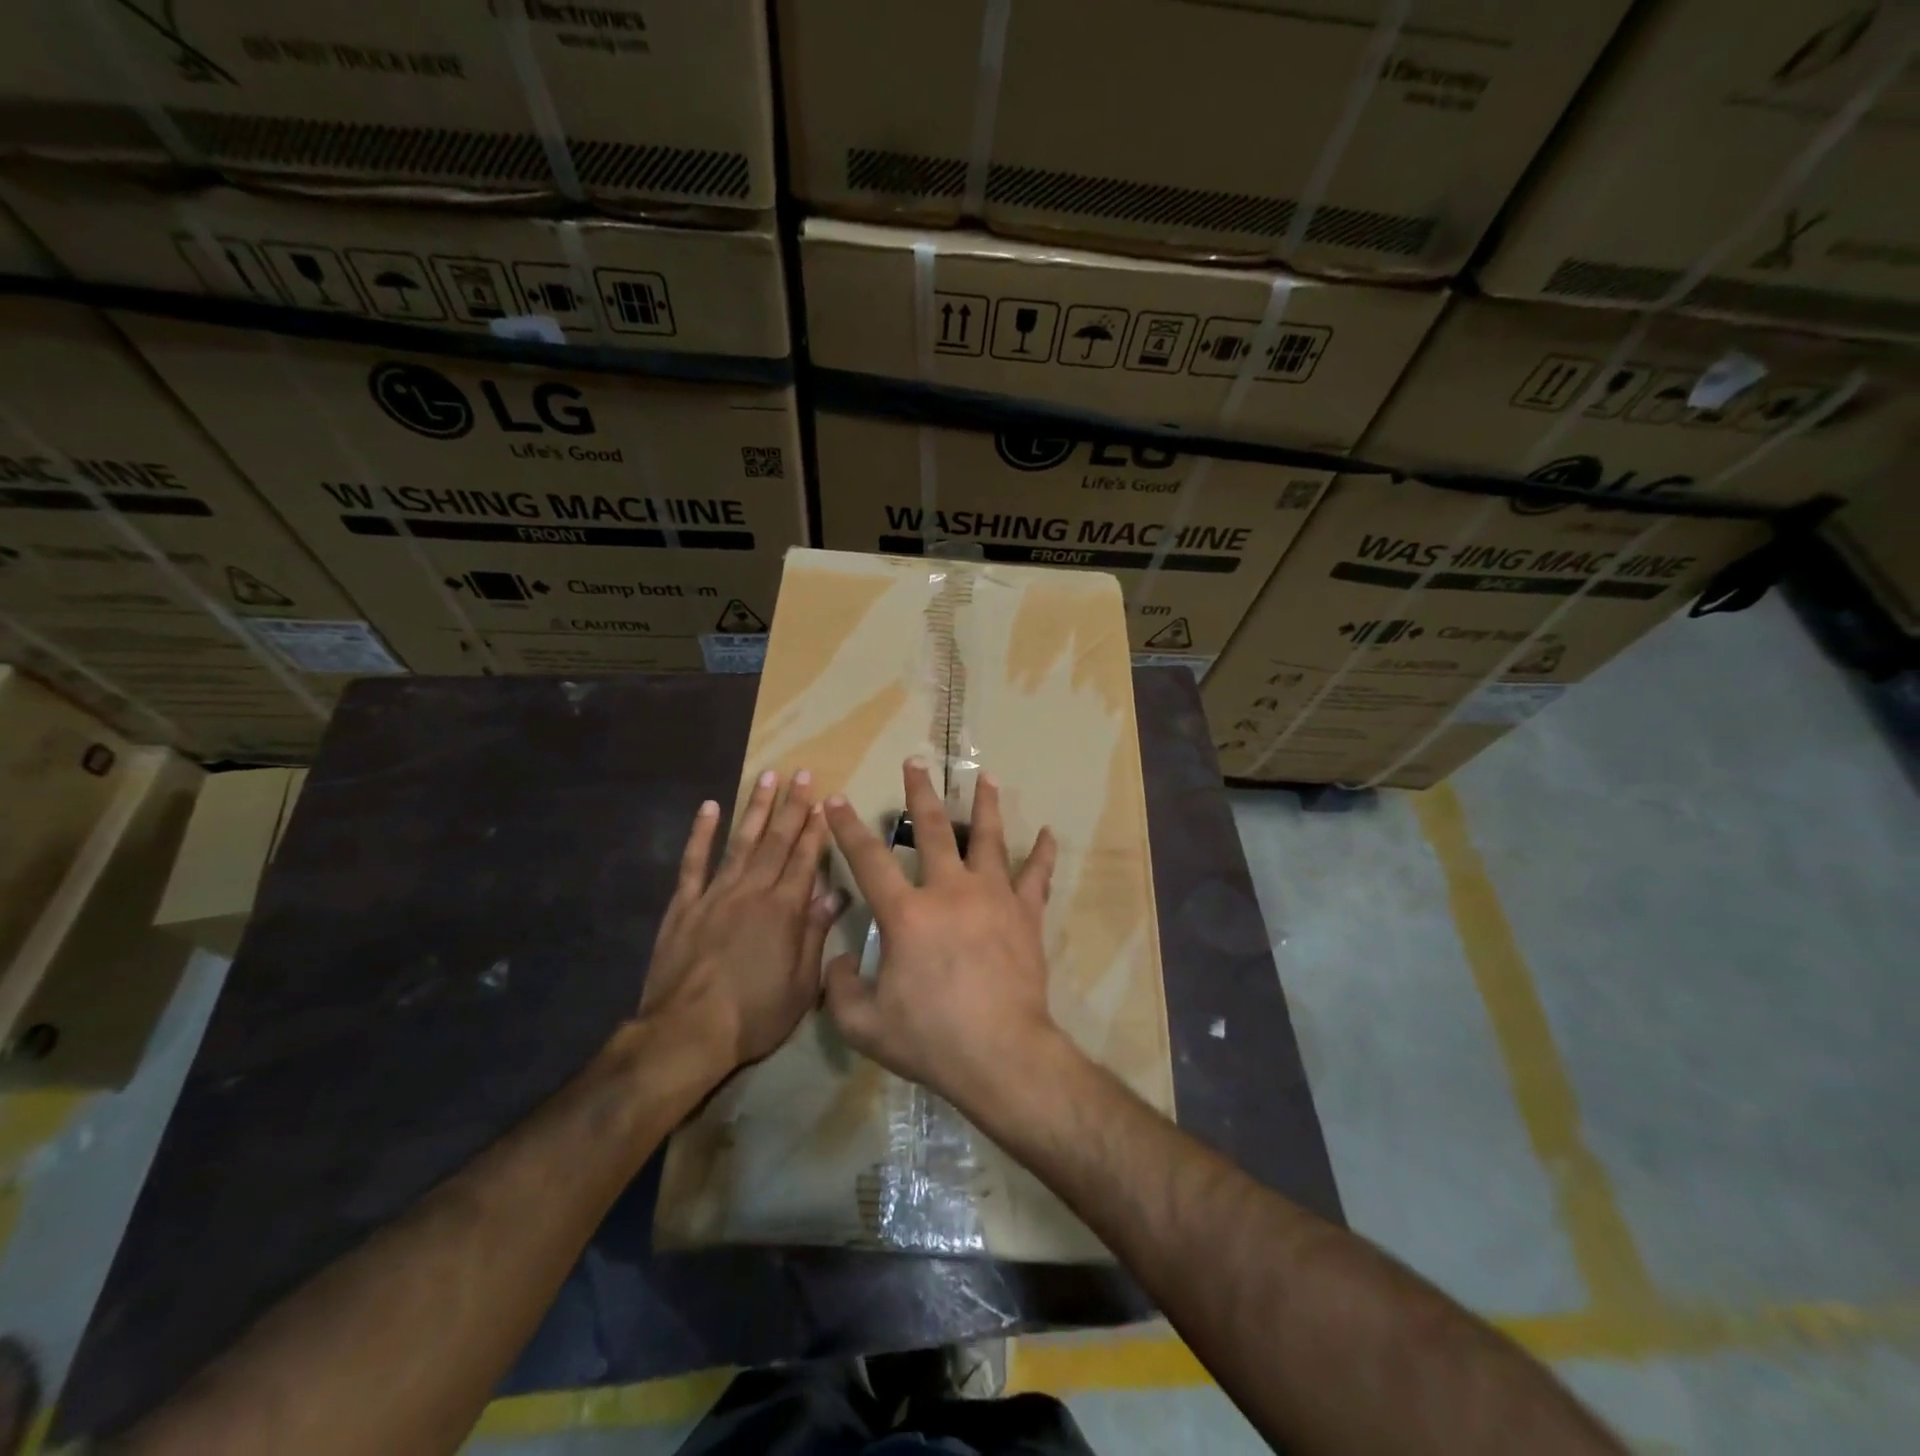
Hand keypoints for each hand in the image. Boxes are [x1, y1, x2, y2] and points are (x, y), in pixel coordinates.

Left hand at [641, 770, 838, 1073]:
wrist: (686, 1033)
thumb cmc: (754, 1015)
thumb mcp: (801, 985)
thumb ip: (815, 934)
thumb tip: (834, 894)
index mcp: (784, 911)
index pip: (805, 859)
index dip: (816, 829)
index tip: (824, 801)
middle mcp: (752, 892)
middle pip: (776, 841)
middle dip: (792, 805)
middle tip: (802, 773)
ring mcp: (715, 894)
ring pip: (740, 841)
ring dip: (755, 807)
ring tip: (767, 775)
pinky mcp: (684, 905)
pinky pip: (694, 862)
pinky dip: (702, 833)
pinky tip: (709, 807)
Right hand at [822, 760, 1065, 1118]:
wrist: (1001, 1055)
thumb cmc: (931, 1039)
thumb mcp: (864, 1025)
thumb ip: (839, 988)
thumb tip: (840, 959)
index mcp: (906, 913)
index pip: (868, 859)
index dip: (847, 828)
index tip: (837, 800)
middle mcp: (949, 891)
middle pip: (931, 830)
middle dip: (919, 793)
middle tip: (915, 763)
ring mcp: (993, 897)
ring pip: (988, 838)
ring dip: (984, 805)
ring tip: (986, 778)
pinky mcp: (1025, 914)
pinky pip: (1036, 875)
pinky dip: (1042, 853)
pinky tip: (1048, 833)